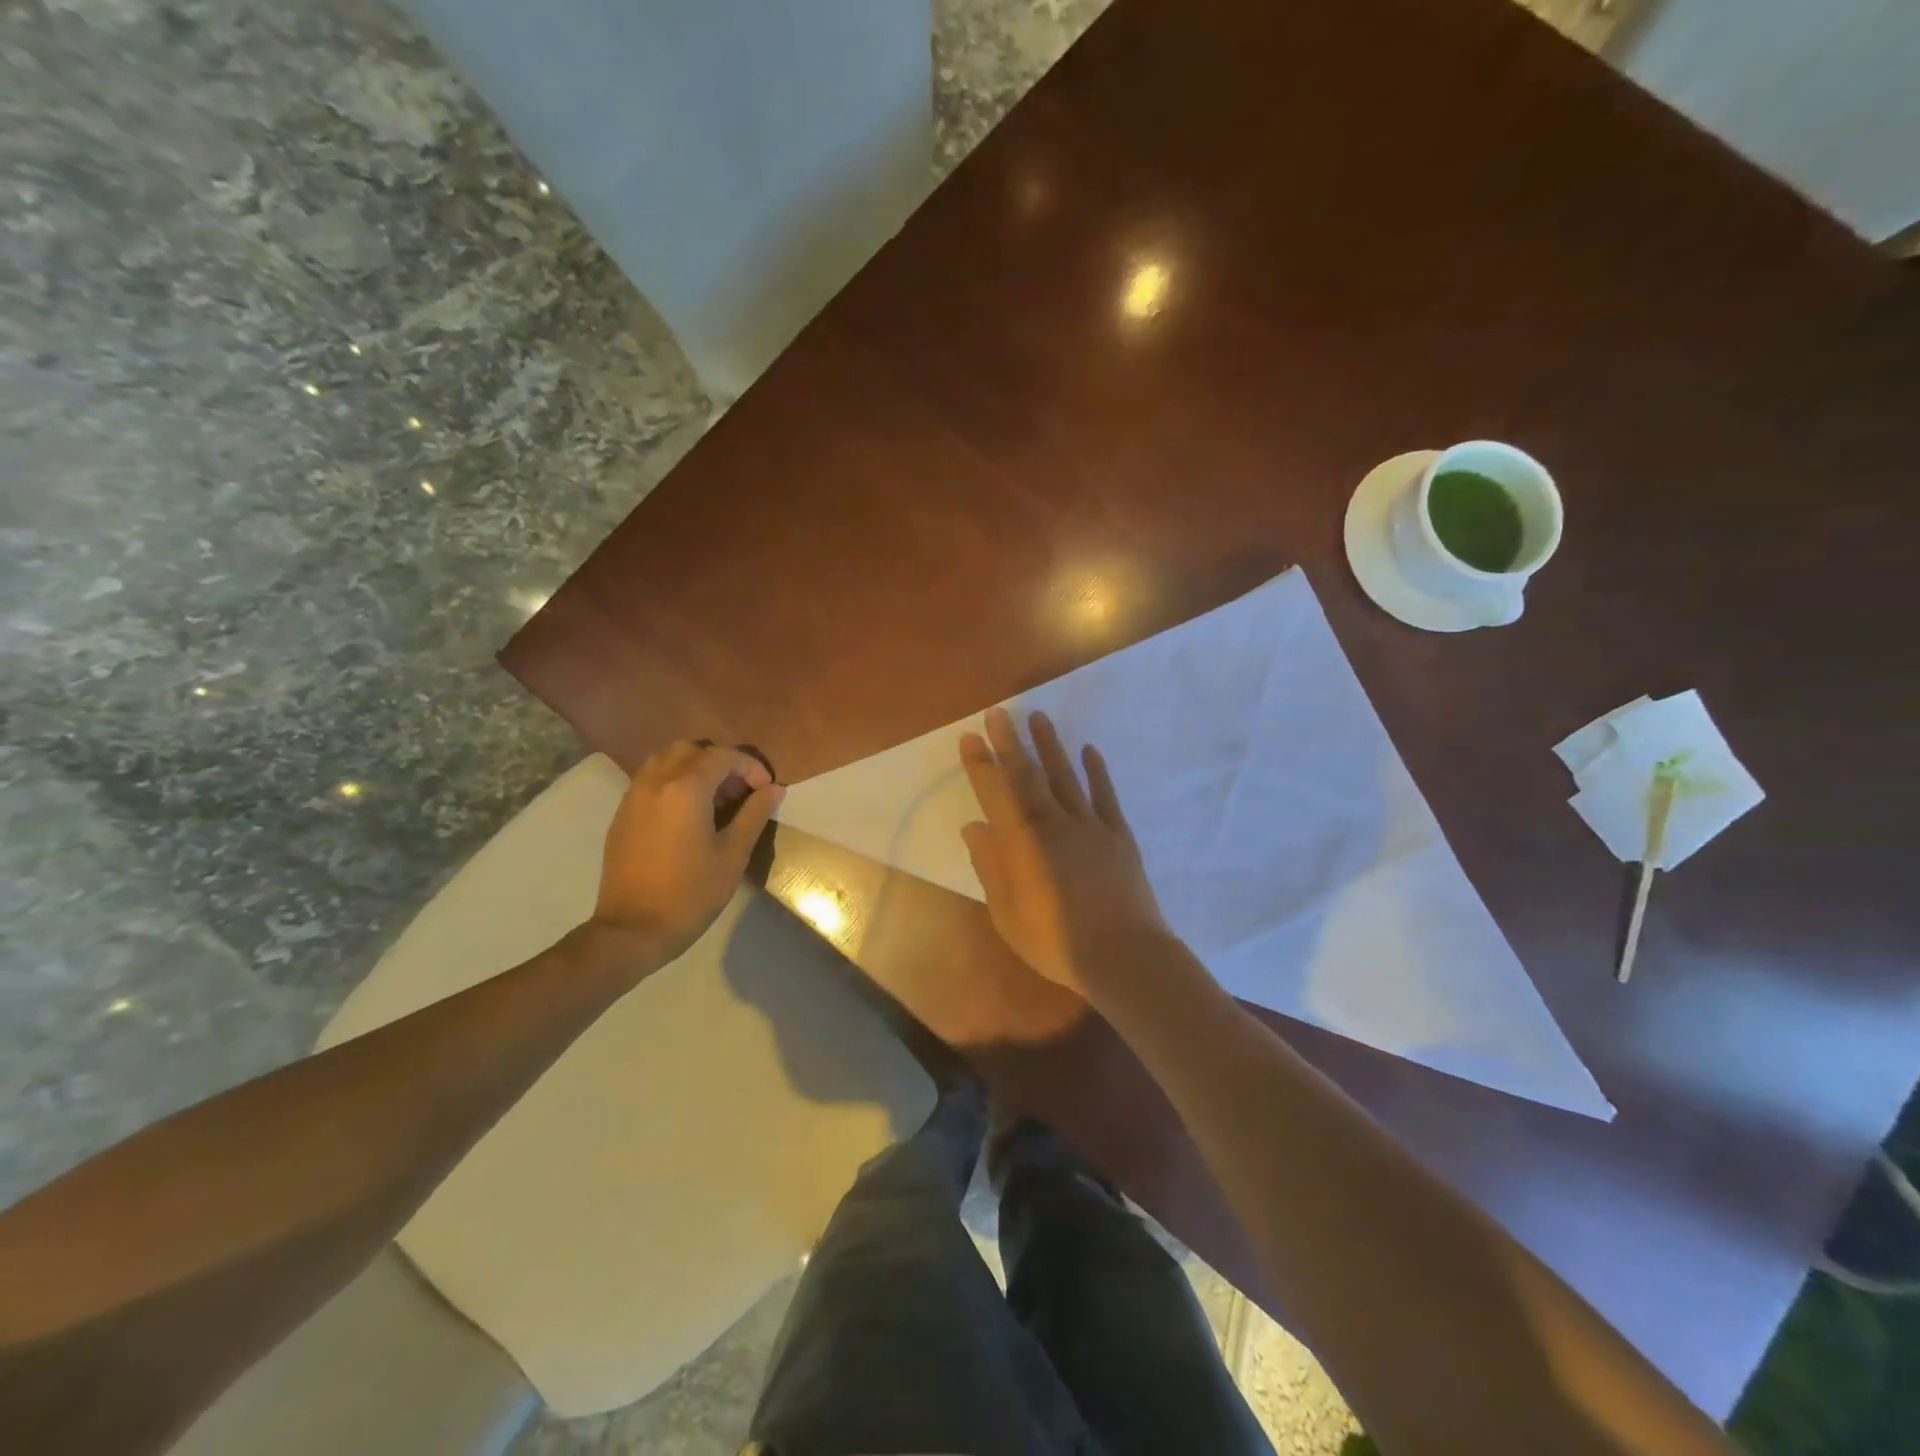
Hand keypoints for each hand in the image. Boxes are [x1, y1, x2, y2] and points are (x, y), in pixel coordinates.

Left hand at [593, 741, 783, 965]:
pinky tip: (687, 815)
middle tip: (739, 792)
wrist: (633, 930)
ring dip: (694, 768)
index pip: (723, 756)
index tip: (765, 791)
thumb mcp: (733, 854)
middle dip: (721, 762)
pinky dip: (673, 781)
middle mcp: (656, 781)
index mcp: (685, 789)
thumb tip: (774, 789)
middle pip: (692, 749)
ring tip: (713, 800)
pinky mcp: (622, 814)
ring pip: (666, 759)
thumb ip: (755, 814)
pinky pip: (650, 779)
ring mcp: (633, 796)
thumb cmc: (690, 893)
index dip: (750, 767)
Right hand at [959, 707, 1168, 998]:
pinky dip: (1097, 771)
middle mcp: (1054, 824)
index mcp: (1024, 844)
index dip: (981, 765)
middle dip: (1011, 743)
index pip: (997, 795)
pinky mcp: (1118, 834)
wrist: (1123, 955)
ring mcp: (1090, 825)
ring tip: (1038, 718)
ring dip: (1051, 746)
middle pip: (1029, 776)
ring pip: (1066, 777)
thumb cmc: (1056, 942)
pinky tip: (1089, 750)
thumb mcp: (1008, 914)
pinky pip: (1105, 795)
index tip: (971, 737)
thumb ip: (990, 868)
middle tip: (999, 712)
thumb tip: (974, 827)